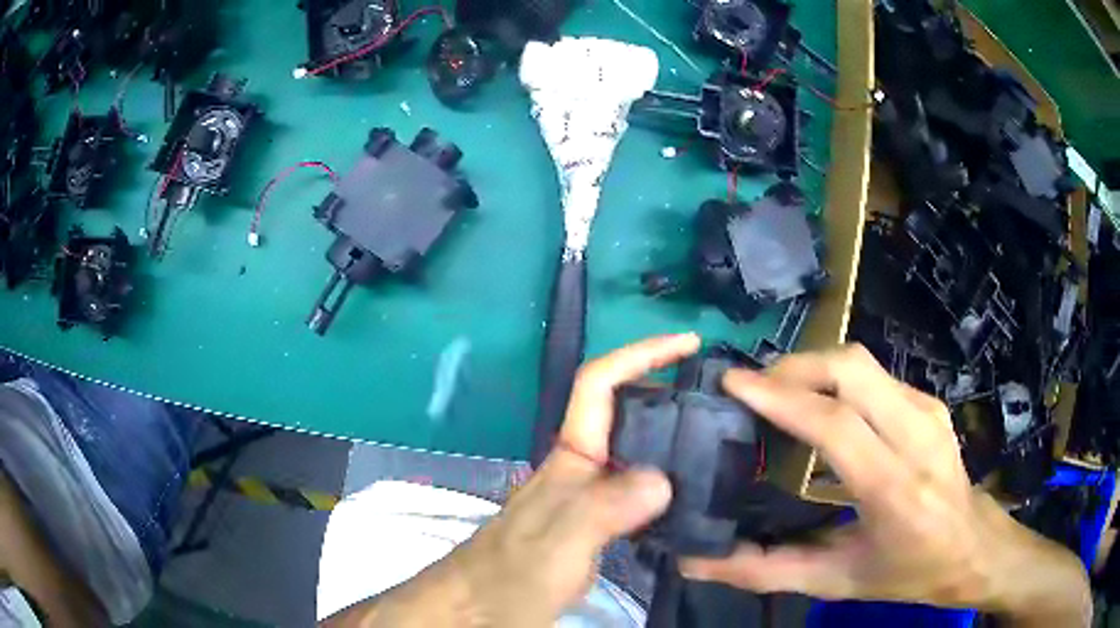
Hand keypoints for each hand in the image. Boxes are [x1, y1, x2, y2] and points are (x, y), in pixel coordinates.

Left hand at [443, 334, 696, 624]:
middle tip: (720, 400)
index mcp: (571, 457)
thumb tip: (664, 478)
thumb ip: (603, 509)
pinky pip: (641, 489)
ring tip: (720, 441)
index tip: (688, 344)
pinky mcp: (597, 526)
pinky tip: (693, 495)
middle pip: (624, 411)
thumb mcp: (558, 542)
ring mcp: (588, 497)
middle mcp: (582, 468)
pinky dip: (670, 480)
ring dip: (673, 436)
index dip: (641, 355)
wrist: (481, 608)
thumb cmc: (511, 573)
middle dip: (668, 390)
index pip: (600, 385)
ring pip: (636, 450)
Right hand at [680, 346, 1089, 625]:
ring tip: (779, 393)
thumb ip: (767, 571)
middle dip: (794, 367)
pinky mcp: (930, 402)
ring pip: (863, 362)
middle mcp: (917, 437)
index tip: (733, 382)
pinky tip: (822, 404)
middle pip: (851, 370)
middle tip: (753, 388)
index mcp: (895, 490)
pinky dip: (838, 378)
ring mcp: (928, 411)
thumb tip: (698, 562)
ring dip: (814, 368)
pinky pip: (875, 375)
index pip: (835, 425)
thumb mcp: (837, 581)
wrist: (974, 547)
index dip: (781, 397)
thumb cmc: (908, 572)